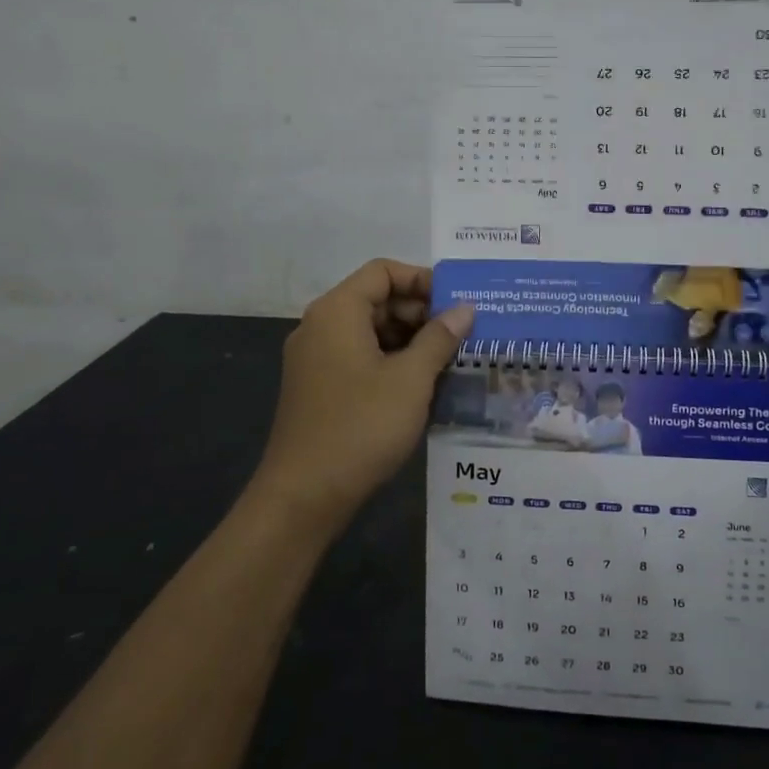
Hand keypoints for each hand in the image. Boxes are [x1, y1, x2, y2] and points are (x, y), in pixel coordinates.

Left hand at [253, 260, 472, 526]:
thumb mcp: (411, 380)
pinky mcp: (319, 387)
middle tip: (461, 335)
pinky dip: (392, 361)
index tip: (458, 303)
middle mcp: (320, 326)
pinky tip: (422, 384)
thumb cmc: (361, 427)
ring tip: (450, 360)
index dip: (423, 280)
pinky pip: (360, 357)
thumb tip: (465, 310)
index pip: (383, 272)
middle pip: (376, 299)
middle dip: (421, 312)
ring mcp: (316, 359)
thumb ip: (440, 338)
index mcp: (337, 312)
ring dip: (410, 340)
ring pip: (370, 331)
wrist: (304, 496)